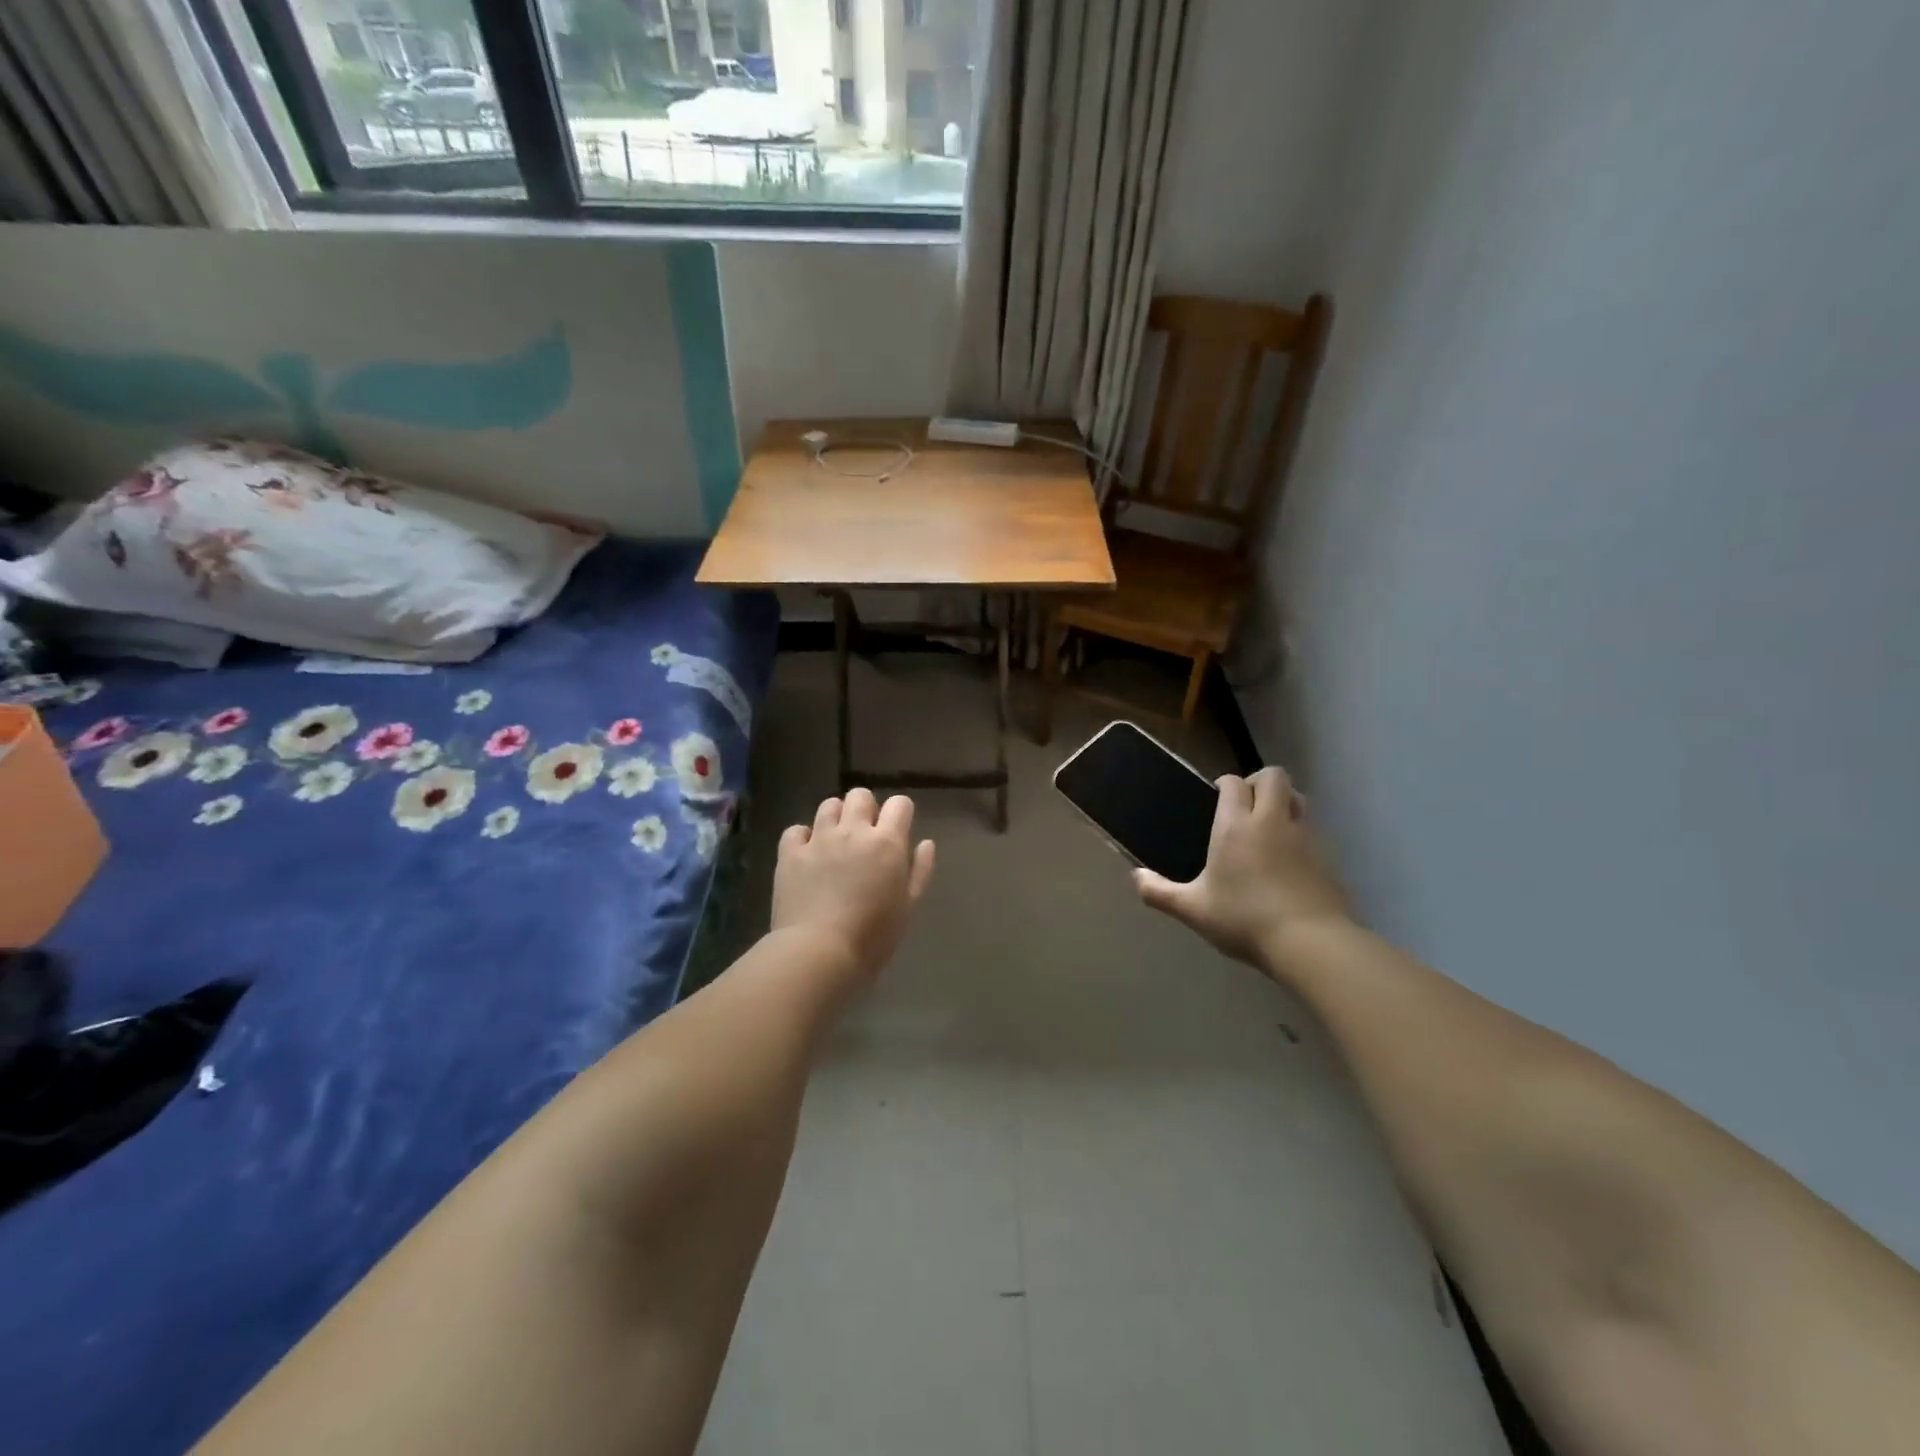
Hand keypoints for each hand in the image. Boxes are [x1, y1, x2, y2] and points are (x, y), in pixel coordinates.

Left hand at [771, 788, 936, 983]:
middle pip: (860, 795)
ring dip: (836, 817)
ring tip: (836, 841)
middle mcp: (853, 831)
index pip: (899, 804)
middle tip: (865, 835)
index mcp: (887, 842)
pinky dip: (803, 837)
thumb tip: (925, 843)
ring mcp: (818, 839)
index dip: (900, 813)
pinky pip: (796, 830)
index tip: (897, 831)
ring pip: (828, 805)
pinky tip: (807, 855)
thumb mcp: (908, 907)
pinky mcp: (790, 853)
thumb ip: (920, 870)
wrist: (818, 952)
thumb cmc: (873, 936)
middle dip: (866, 809)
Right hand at [1134, 767, 1351, 971]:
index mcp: (1236, 825)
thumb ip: (1160, 892)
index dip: (1225, 784)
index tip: (1216, 797)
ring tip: (1268, 829)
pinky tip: (1288, 863)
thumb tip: (1136, 878)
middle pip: (1274, 776)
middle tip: (1245, 807)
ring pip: (1298, 799)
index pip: (1233, 783)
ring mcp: (1305, 836)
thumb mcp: (1193, 910)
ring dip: (1283, 804)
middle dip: (1259, 782)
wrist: (1311, 943)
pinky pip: (1312, 831)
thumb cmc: (1244, 919)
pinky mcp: (1328, 857)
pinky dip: (1300, 835)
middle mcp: (1272, 820)